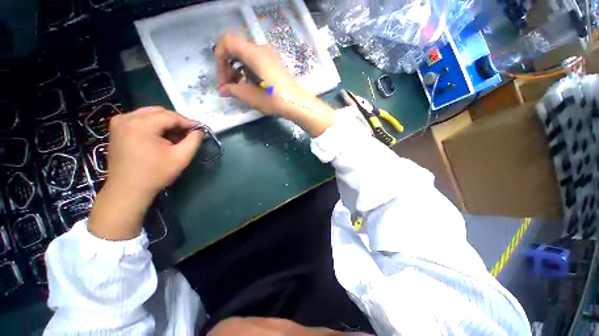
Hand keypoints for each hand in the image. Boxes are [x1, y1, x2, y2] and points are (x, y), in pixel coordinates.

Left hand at [89, 107, 201, 239]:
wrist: (127, 189)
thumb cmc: (155, 174)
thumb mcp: (181, 158)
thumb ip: (193, 141)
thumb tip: (199, 130)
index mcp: (141, 125)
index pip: (170, 116)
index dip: (187, 122)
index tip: (198, 129)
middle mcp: (127, 118)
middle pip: (159, 111)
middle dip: (176, 121)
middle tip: (187, 133)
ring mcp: (119, 121)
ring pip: (149, 113)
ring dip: (165, 121)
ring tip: (174, 135)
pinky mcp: (116, 127)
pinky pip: (139, 118)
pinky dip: (153, 123)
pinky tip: (159, 135)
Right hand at [215, 34, 335, 136]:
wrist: (299, 104)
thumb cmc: (276, 100)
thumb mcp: (252, 96)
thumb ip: (234, 90)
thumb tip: (223, 90)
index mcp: (254, 53)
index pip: (227, 42)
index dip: (219, 58)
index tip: (222, 79)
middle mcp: (261, 50)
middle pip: (236, 49)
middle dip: (227, 67)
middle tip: (228, 87)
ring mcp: (270, 56)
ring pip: (246, 57)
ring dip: (237, 70)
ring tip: (239, 89)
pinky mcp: (275, 64)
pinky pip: (256, 62)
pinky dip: (248, 72)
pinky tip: (250, 86)